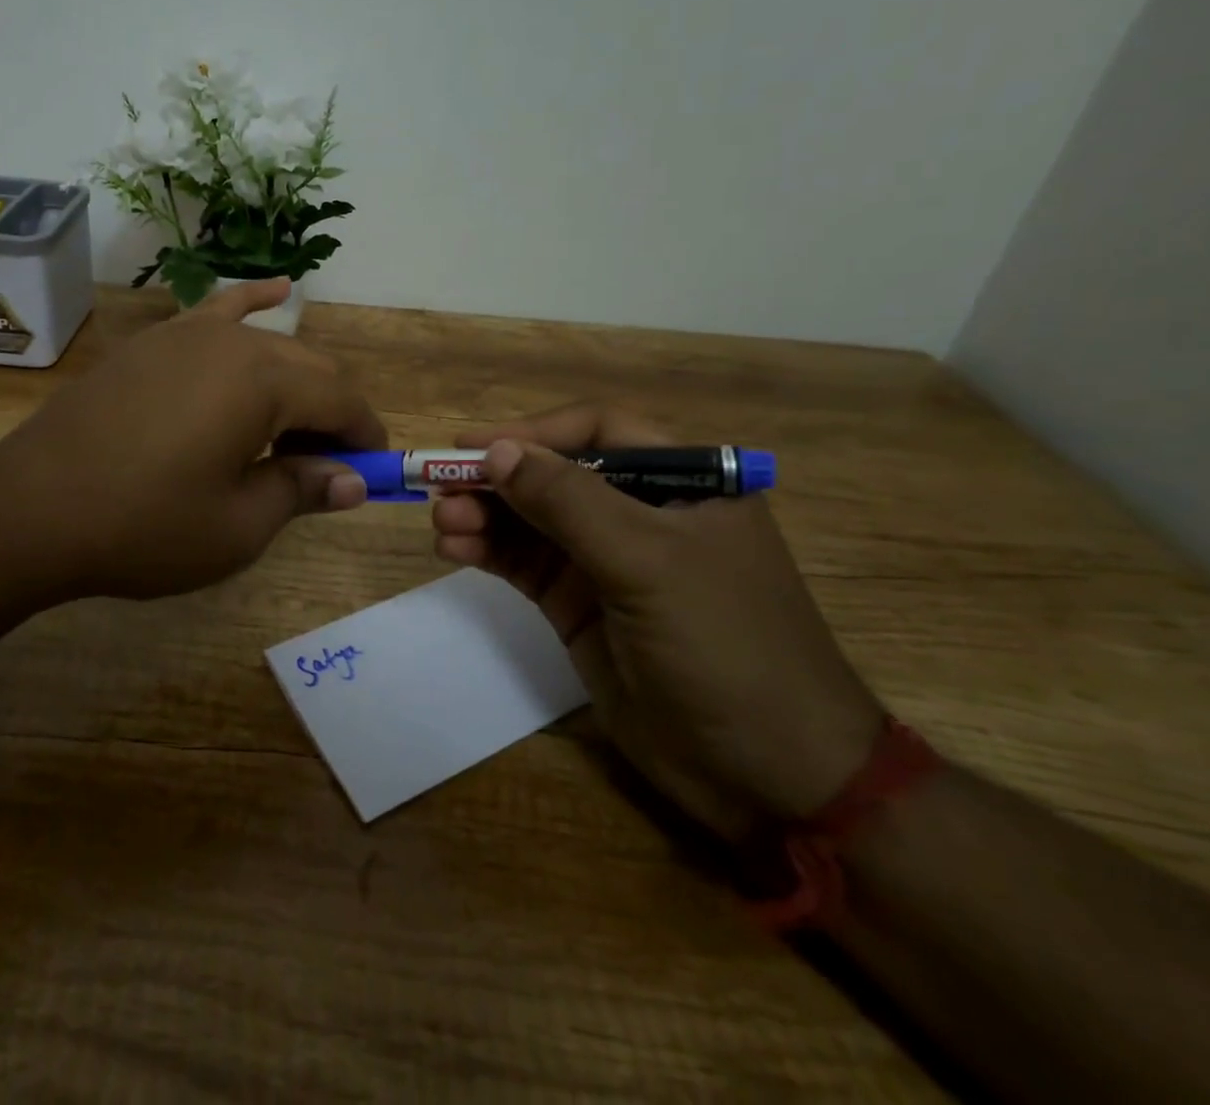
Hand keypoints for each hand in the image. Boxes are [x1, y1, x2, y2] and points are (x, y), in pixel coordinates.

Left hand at [0, 278, 383, 607]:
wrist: (30, 511)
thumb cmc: (143, 527)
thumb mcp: (237, 526)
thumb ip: (301, 490)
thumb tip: (350, 480)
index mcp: (263, 381)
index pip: (340, 398)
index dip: (364, 436)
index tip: (372, 471)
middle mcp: (231, 342)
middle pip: (308, 367)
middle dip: (331, 414)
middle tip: (328, 467)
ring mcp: (185, 334)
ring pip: (266, 346)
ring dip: (294, 382)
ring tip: (297, 426)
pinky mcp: (151, 344)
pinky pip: (213, 313)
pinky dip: (251, 303)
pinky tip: (278, 291)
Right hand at [431, 406, 883, 831]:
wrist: (766, 776)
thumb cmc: (726, 647)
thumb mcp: (649, 563)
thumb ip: (569, 503)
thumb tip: (497, 451)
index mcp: (683, 483)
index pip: (597, 432)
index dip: (534, 433)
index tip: (474, 448)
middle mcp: (641, 512)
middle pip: (553, 475)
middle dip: (498, 480)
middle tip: (442, 490)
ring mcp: (606, 561)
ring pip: (530, 519)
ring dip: (483, 515)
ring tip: (443, 523)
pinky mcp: (578, 604)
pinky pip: (523, 562)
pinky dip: (486, 551)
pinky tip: (453, 549)